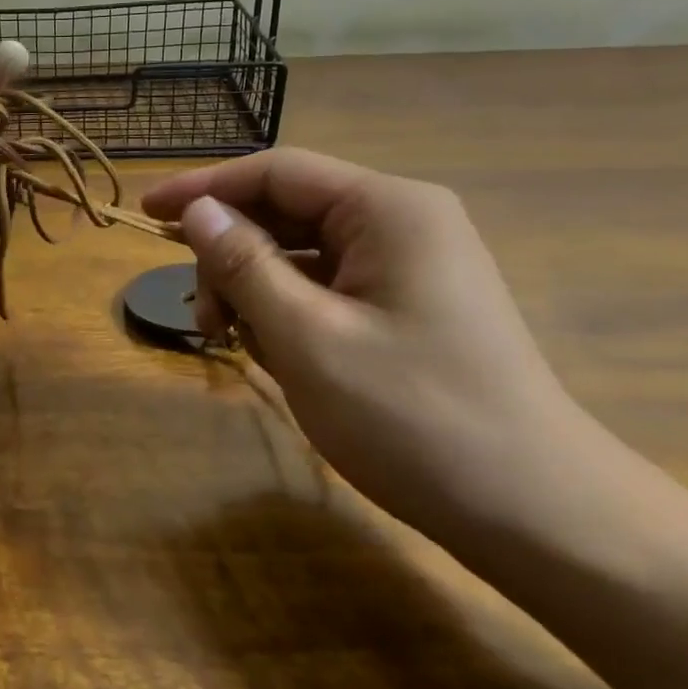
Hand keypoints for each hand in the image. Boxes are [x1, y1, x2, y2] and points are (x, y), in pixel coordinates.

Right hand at [143, 148, 618, 540]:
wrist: (540, 516)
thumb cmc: (415, 418)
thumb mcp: (307, 338)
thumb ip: (243, 265)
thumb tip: (196, 210)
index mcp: (387, 209)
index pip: (275, 172)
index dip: (204, 188)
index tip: (146, 214)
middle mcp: (402, 222)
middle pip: (286, 212)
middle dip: (231, 255)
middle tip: (202, 319)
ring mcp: (409, 265)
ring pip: (301, 253)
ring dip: (254, 289)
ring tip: (234, 343)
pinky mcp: (409, 305)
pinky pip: (326, 287)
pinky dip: (287, 310)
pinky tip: (273, 352)